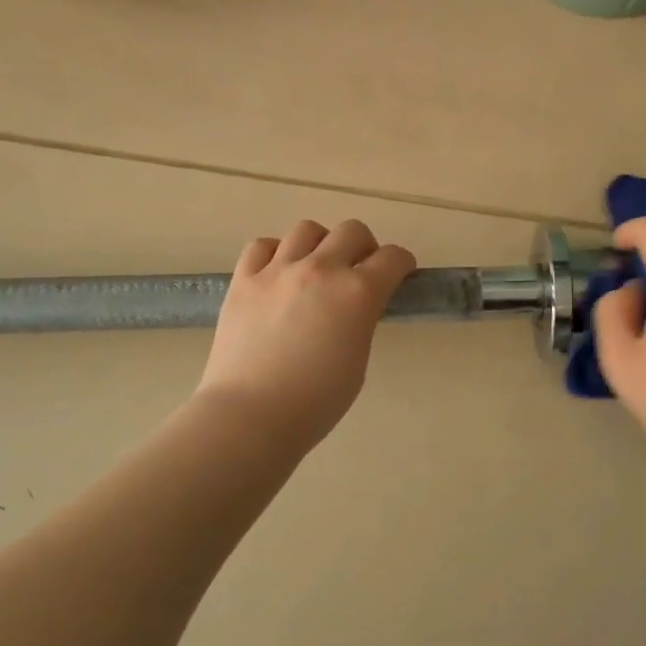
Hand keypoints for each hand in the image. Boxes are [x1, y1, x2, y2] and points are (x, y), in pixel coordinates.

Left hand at [195, 219, 416, 449]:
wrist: (250, 416)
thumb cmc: (315, 403)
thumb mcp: (358, 361)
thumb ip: (360, 321)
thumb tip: (353, 307)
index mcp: (357, 293)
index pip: (392, 258)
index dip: (402, 263)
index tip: (400, 272)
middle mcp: (320, 270)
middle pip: (352, 230)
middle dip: (364, 246)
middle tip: (359, 270)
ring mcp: (278, 270)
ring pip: (307, 229)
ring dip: (320, 244)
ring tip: (315, 268)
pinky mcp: (243, 280)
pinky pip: (262, 246)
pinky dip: (275, 253)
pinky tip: (277, 273)